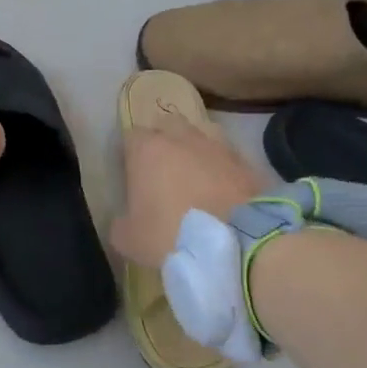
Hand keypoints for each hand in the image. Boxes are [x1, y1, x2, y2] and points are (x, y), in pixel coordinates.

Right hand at [111, 117, 263, 267]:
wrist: (238, 241)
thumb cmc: (172, 234)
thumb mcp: (129, 240)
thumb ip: (121, 224)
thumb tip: (124, 221)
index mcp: (147, 149)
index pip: (131, 136)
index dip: (130, 154)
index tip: (131, 175)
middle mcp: (181, 138)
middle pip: (167, 126)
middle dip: (163, 141)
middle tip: (162, 171)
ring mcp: (216, 146)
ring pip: (201, 136)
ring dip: (194, 151)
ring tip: (194, 177)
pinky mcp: (245, 162)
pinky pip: (227, 157)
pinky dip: (221, 168)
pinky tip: (221, 190)